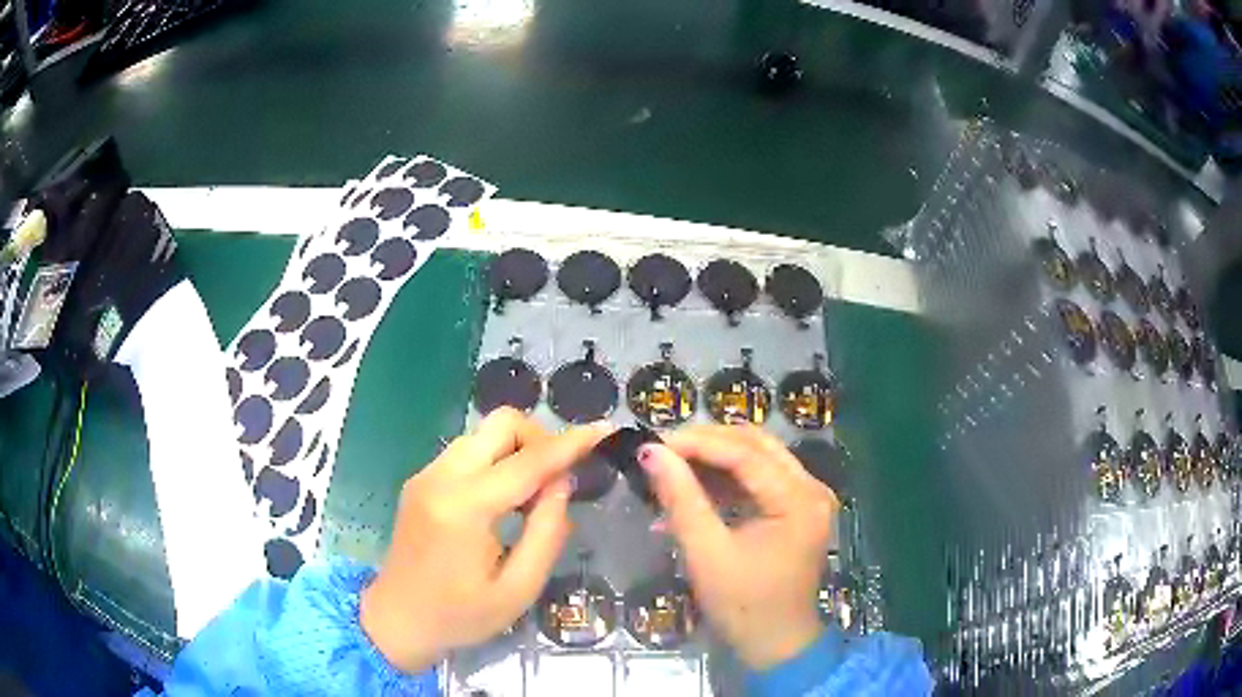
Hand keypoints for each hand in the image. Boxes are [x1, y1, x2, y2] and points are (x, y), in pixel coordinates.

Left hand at [360, 408, 608, 672]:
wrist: (397, 620)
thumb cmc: (460, 616)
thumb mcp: (518, 589)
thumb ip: (547, 533)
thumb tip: (561, 484)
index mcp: (465, 508)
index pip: (528, 461)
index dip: (570, 443)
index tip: (604, 430)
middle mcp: (441, 477)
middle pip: (500, 423)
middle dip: (539, 439)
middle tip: (559, 479)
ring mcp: (427, 474)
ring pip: (483, 433)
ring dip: (517, 450)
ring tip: (532, 496)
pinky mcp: (421, 480)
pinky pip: (468, 451)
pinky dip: (495, 460)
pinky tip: (503, 500)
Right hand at [639, 424, 838, 669]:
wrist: (776, 645)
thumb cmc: (743, 606)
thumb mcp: (707, 553)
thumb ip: (681, 498)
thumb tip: (651, 452)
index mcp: (798, 499)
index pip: (745, 453)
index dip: (696, 443)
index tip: (653, 442)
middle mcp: (812, 488)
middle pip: (756, 445)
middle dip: (707, 444)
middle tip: (663, 451)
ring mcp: (808, 498)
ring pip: (758, 458)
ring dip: (715, 460)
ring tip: (672, 467)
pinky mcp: (798, 510)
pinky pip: (761, 480)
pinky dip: (727, 481)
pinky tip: (694, 490)